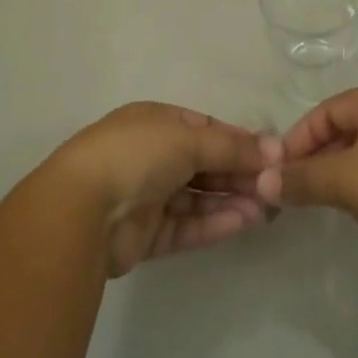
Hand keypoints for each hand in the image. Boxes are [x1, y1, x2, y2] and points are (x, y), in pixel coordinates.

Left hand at [47, 102, 280, 277]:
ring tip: (268, 209)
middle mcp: (151, 154)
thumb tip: (274, 149)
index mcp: (156, 121)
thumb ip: (232, 146)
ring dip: (231, 200)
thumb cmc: (136, 154)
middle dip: (239, 174)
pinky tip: (244, 222)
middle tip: (275, 186)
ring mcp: (147, 195)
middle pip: (204, 163)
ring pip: (198, 197)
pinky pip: (187, 225)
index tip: (271, 154)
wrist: (81, 210)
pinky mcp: (145, 235)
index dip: (238, 140)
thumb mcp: (190, 138)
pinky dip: (214, 223)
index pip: (206, 128)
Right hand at [256, 89, 357, 284]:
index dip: (301, 134)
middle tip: (298, 185)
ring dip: (342, 169)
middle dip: (320, 153)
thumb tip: (263, 181)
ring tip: (323, 198)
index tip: (281, 168)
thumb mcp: (346, 182)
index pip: (330, 108)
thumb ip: (303, 178)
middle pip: (349, 125)